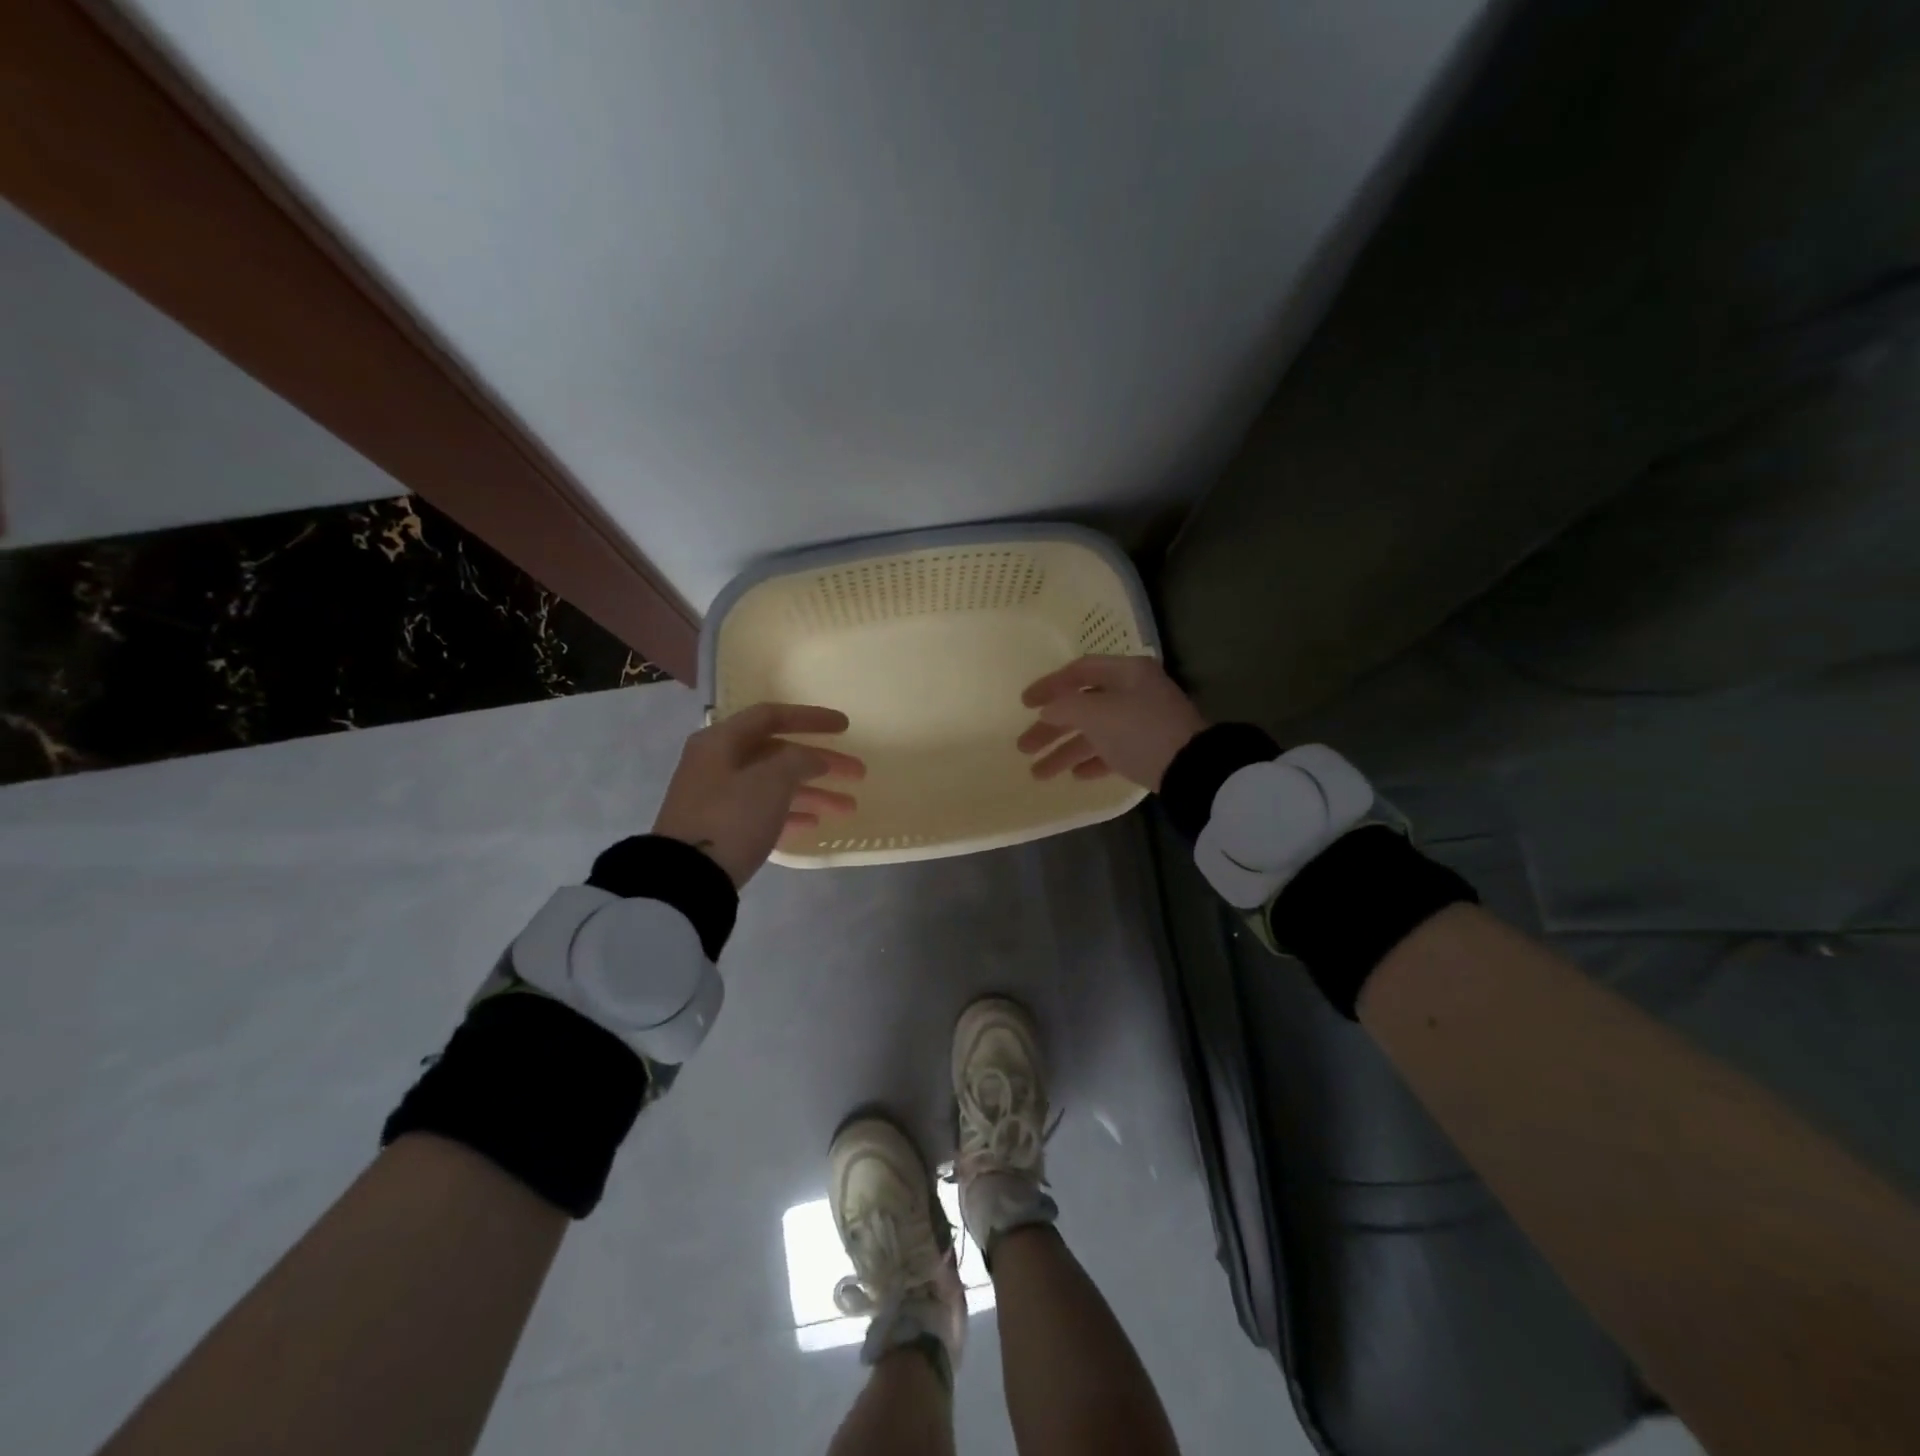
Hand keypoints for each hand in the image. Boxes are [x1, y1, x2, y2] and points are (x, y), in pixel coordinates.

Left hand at [653, 703, 863, 886]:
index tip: (846, 727)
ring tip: (849, 807)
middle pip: (778, 753)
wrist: (686, 878)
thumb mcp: (771, 780)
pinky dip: (791, 813)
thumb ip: (799, 760)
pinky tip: (815, 824)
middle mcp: (718, 763)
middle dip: (822, 762)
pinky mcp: (722, 828)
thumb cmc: (731, 816)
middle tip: (858, 772)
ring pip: (775, 785)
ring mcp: (719, 797)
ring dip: (814, 792)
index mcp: (722, 741)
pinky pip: (764, 811)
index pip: (772, 716)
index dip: (811, 718)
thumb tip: (811, 759)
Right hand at [1017, 655, 1208, 790]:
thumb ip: (1065, 707)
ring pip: (1095, 733)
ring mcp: (1143, 721)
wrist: (1191, 769)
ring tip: (1038, 774)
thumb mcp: (1097, 714)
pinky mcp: (1149, 749)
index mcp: (1127, 672)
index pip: (1079, 670)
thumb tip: (1047, 710)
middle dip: (1051, 729)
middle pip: (1083, 706)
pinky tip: (1075, 776)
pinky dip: (1093, 761)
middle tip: (1023, 747)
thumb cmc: (1140, 730)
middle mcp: (1134, 692)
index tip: (1024, 704)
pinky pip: (1113, 751)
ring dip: (1065, 752)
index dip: (1049, 685)